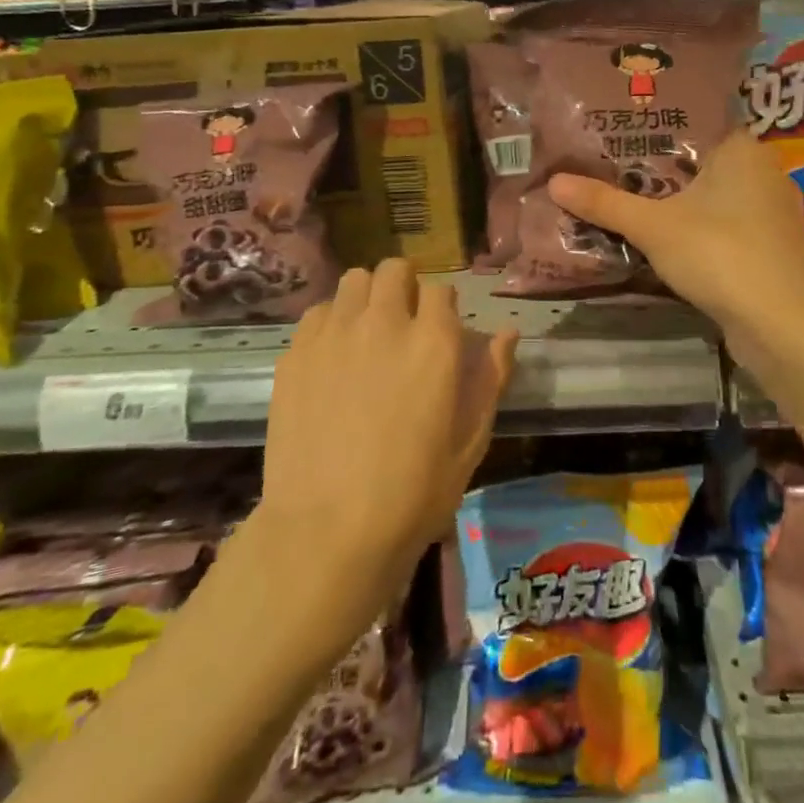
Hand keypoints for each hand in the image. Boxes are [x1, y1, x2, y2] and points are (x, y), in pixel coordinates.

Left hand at [258, 260, 516, 625]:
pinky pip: (319, 312)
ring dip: (366, 296)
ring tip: (366, 331)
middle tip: (404, 323)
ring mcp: (335, 334)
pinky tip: (332, 357)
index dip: (443, 307)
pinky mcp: (297, 353)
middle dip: (405, 287)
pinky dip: (331, 322)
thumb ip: (490, 378)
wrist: (326, 533)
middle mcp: (385, 323)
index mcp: (434, 342)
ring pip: (354, 280)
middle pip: (395, 269)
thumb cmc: (412, 495)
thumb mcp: (469, 442)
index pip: (441, 288)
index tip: (440, 331)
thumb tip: (507, 333)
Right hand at [547, 131, 803, 348]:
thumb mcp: (651, 226)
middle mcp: (767, 170)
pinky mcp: (778, 245)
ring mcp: (777, 210)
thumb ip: (604, 202)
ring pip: (721, 195)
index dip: (658, 131)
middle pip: (706, 161)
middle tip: (621, 172)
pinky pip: (734, 223)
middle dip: (667, 171)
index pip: (696, 124)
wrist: (776, 322)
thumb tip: (554, 181)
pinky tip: (679, 240)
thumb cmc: (716, 253)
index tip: (622, 138)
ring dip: (688, 203)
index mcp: (743, 148)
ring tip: (642, 204)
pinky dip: (707, 228)